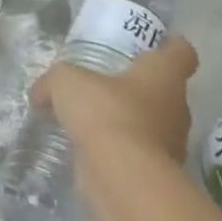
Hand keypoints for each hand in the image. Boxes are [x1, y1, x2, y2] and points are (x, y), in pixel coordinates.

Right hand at [31, 32, 199, 166]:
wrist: (122, 176)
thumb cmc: (105, 112)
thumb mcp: (67, 81)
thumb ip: (54, 82)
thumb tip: (40, 94)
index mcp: (163, 76)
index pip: (182, 53)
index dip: (172, 45)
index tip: (159, 43)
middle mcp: (175, 108)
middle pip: (166, 91)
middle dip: (139, 88)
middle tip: (108, 84)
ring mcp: (171, 144)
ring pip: (152, 124)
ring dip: (128, 121)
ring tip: (92, 120)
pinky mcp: (156, 174)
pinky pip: (137, 153)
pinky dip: (118, 150)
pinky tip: (89, 149)